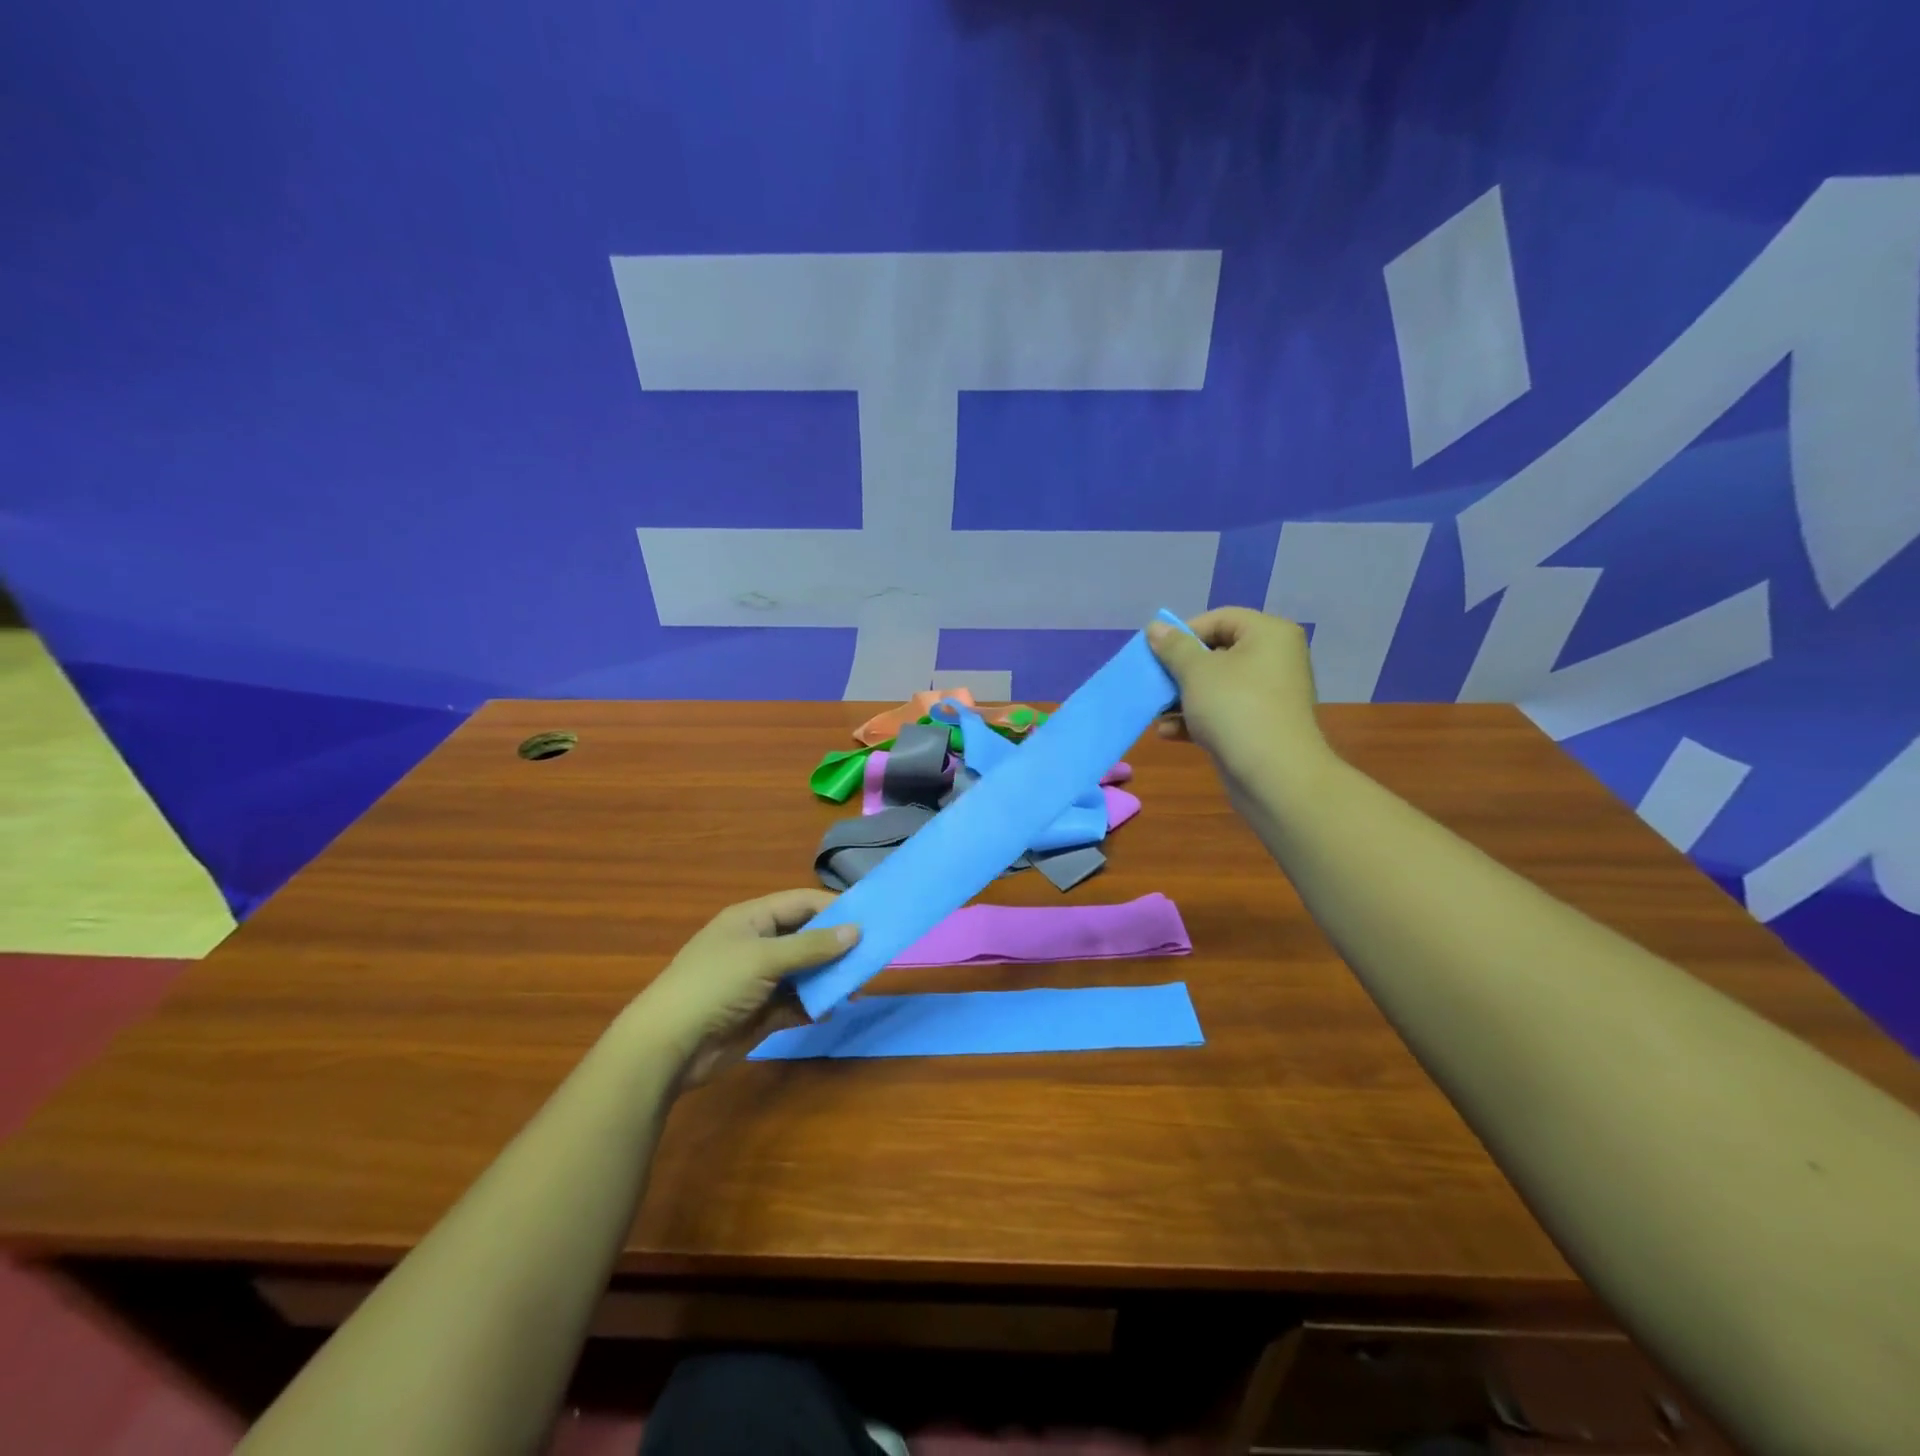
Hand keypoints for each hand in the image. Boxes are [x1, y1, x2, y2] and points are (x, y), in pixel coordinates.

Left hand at [633, 889, 858, 1086]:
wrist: (668, 1046)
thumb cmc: (714, 986)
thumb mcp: (764, 958)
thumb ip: (812, 946)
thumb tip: (856, 930)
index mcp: (752, 919)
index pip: (801, 903)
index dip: (834, 908)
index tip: (869, 919)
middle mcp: (757, 945)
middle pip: (806, 938)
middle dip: (837, 946)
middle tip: (871, 956)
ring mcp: (759, 980)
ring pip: (805, 972)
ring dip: (829, 978)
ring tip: (856, 988)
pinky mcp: (761, 1013)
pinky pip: (796, 1003)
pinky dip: (814, 1006)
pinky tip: (831, 1011)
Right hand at [1146, 608, 1335, 812]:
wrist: (1274, 776)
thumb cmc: (1235, 709)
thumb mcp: (1196, 672)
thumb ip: (1173, 647)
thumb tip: (1156, 627)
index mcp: (1268, 634)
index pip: (1219, 619)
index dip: (1184, 633)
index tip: (1156, 653)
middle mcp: (1273, 659)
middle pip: (1215, 653)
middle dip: (1179, 670)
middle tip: (1153, 682)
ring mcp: (1267, 695)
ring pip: (1215, 686)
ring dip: (1181, 697)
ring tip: (1155, 711)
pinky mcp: (1258, 726)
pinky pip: (1221, 712)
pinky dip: (1195, 719)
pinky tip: (1167, 732)